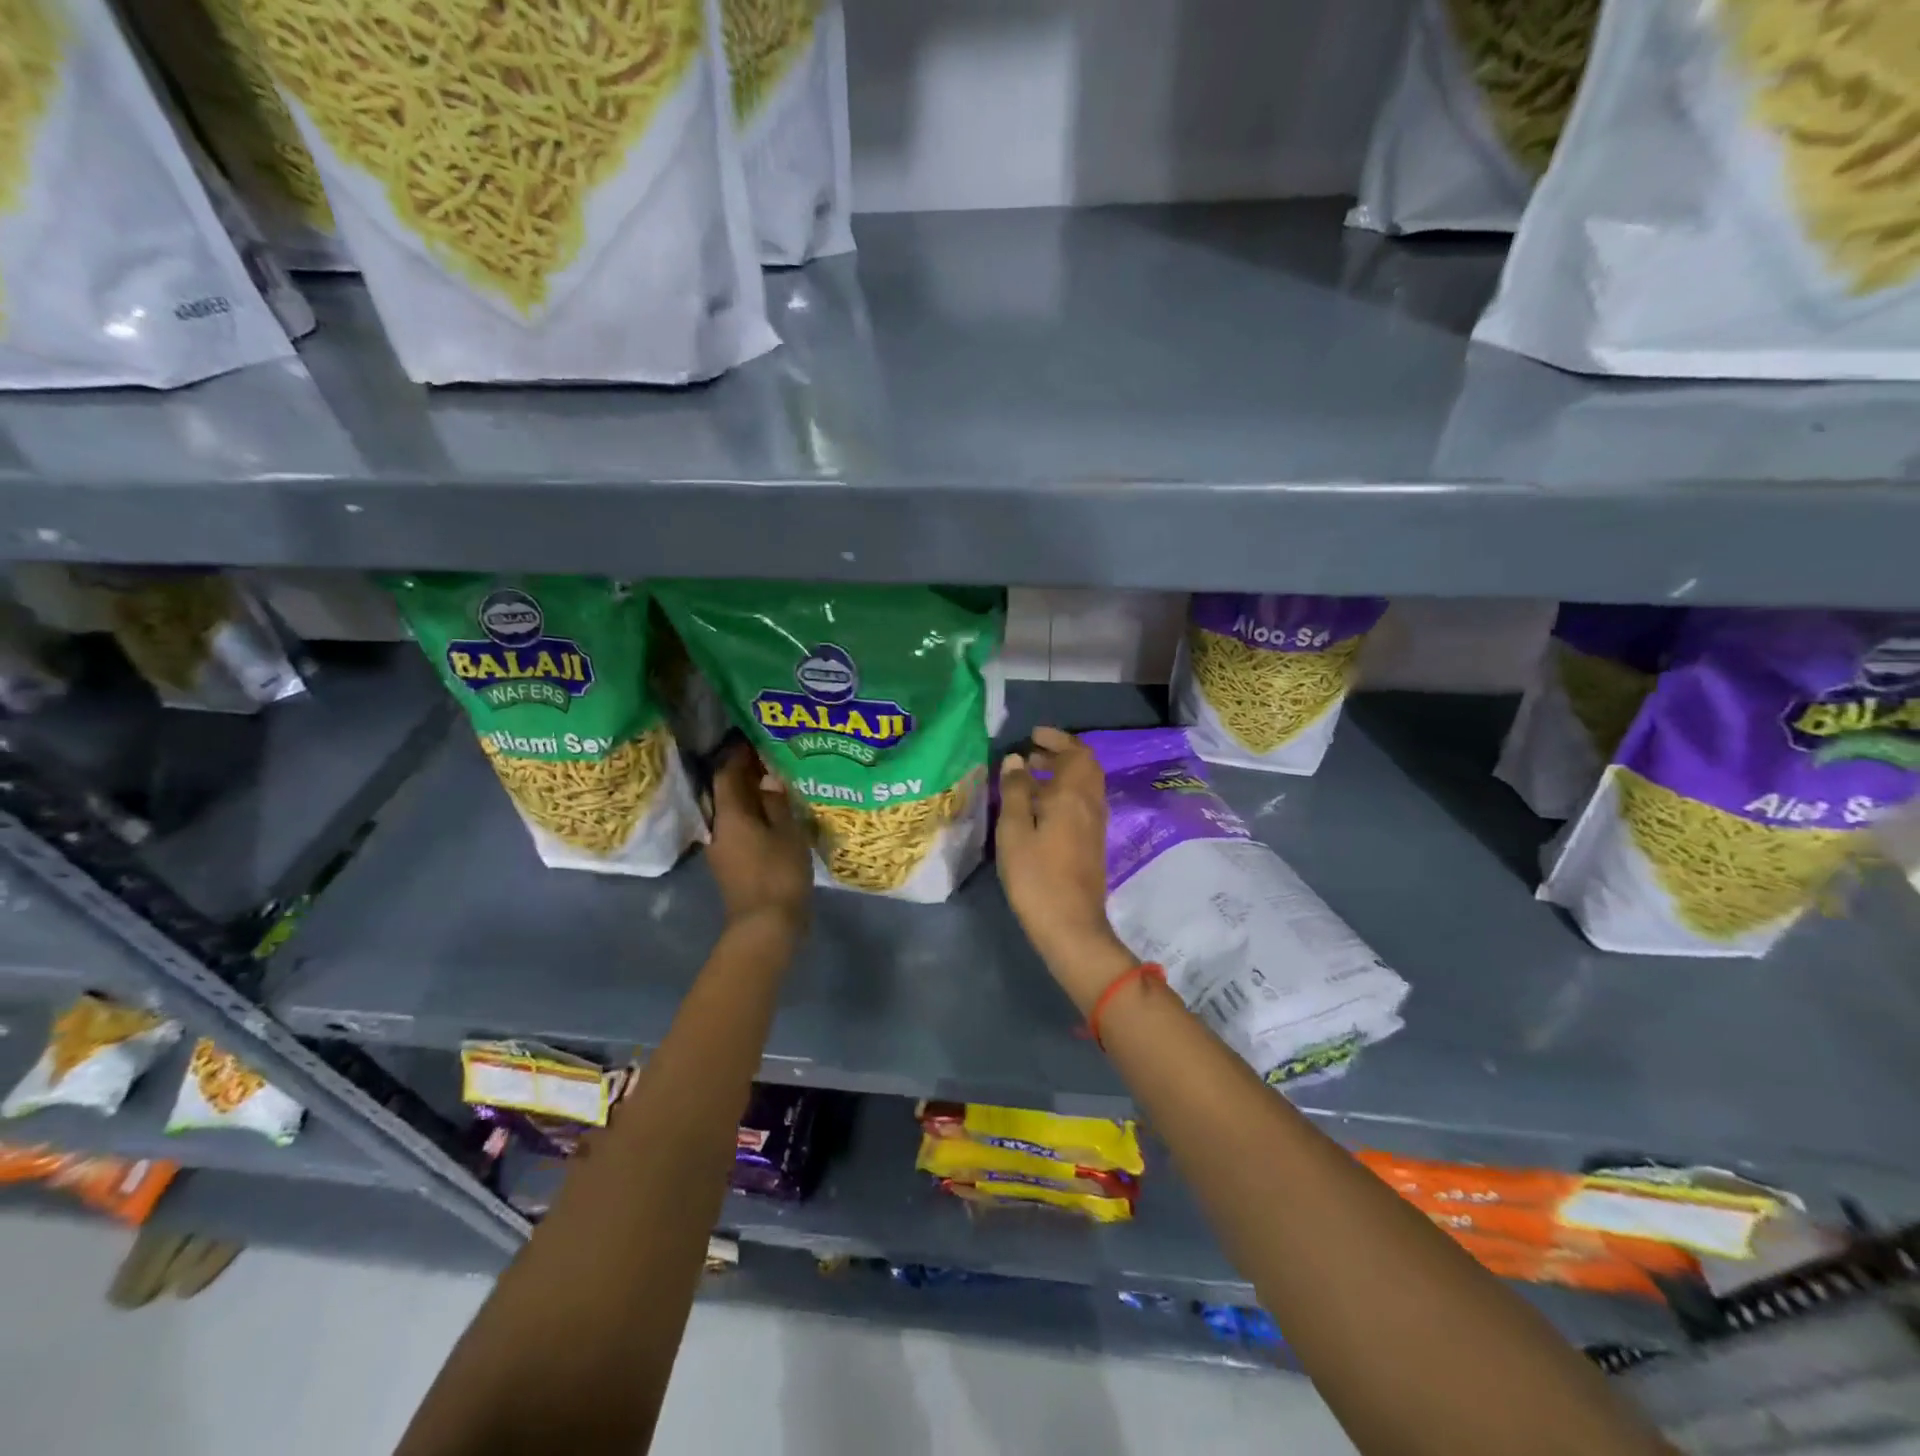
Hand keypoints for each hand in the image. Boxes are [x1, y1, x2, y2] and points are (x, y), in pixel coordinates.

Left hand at [707, 743, 811, 935]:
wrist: (765, 926)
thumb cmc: (778, 874)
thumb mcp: (787, 833)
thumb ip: (777, 802)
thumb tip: (768, 778)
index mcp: (729, 815)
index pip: (727, 773)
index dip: (739, 753)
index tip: (756, 738)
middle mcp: (718, 827)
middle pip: (727, 791)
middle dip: (745, 772)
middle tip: (771, 756)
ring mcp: (722, 847)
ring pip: (733, 810)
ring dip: (750, 794)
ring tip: (776, 781)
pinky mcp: (732, 863)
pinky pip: (739, 827)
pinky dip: (753, 814)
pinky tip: (774, 813)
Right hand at [996, 727, 1137, 1011]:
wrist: (1071, 926)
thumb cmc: (1036, 876)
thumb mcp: (1014, 831)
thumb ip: (1016, 791)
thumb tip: (1017, 760)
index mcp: (1073, 795)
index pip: (1076, 753)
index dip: (1057, 739)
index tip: (1033, 735)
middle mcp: (1090, 804)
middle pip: (1085, 766)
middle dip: (1060, 753)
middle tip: (1031, 753)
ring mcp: (1095, 825)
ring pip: (1085, 786)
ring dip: (1063, 774)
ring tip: (1030, 778)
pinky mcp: (1092, 844)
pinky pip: (1082, 804)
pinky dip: (1065, 793)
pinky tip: (1041, 808)